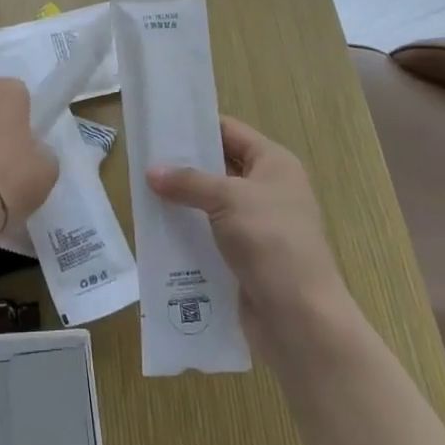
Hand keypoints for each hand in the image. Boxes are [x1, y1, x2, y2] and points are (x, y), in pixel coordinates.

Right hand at [147, 116, 351, 344]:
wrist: (301, 319)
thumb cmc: (271, 242)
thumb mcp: (228, 200)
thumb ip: (189, 182)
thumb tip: (152, 171)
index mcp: (274, 164)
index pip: (231, 132)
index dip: (198, 127)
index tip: (161, 125)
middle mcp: (268, 189)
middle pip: (220, 167)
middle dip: (184, 166)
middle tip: (144, 161)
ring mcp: (258, 226)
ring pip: (213, 205)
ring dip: (184, 203)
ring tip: (144, 196)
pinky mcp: (246, 258)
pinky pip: (212, 236)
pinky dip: (189, 234)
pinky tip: (159, 233)